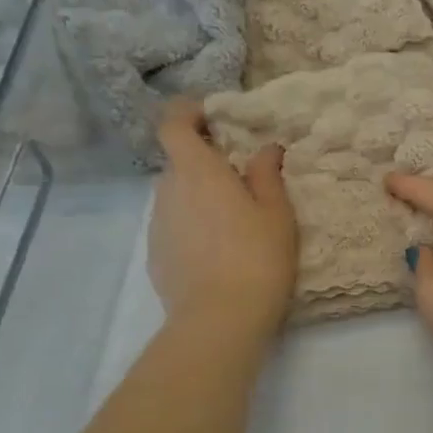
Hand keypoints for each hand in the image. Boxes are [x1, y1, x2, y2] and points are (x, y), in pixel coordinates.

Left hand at [149, 102, 296, 331]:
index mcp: (197, 171)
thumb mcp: (276, 213)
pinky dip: (193, 225)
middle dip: (206, 161)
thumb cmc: (256, 256)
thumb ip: (267, 174)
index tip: (214, 116)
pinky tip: (220, 250)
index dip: (188, 112)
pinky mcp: (155, 254)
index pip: (173, 124)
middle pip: (179, 161)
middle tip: (243, 177)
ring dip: (200, 195)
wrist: (219, 319)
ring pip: (177, 195)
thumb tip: (264, 148)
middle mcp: (168, 191)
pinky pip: (174, 224)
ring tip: (235, 219)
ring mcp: (157, 224)